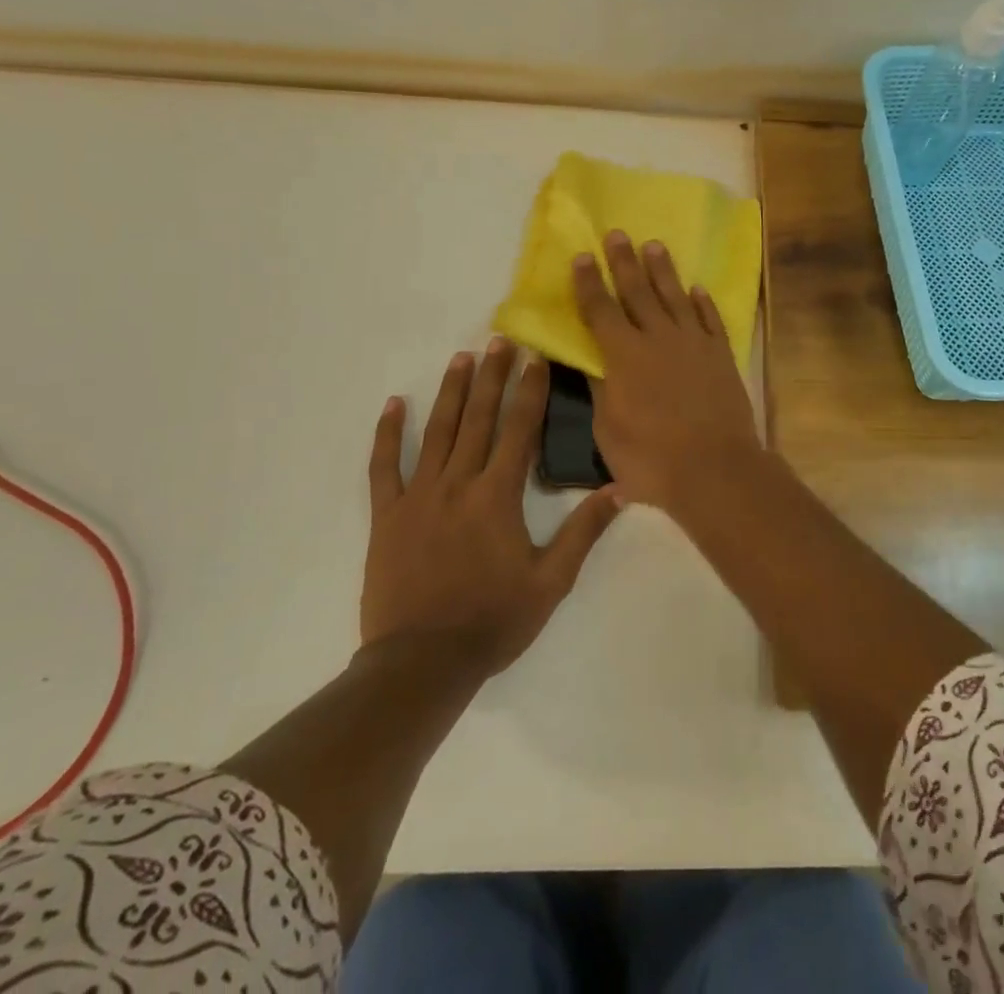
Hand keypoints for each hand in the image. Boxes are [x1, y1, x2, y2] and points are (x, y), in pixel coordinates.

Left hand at [362, 339, 619, 674]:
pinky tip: (395, 404)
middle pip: (479, 419)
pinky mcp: (387, 515)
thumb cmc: (493, 621)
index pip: (519, 430)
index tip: (535, 357)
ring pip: (437, 432)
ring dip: (451, 392)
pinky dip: (388, 434)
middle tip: (499, 339)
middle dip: (492, 376)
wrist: (422, 664)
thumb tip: (619, 489)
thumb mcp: (551, 582)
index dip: (529, 390)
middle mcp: (458, 484)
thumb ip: (583, 532)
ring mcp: (418, 496)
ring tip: (461, 357)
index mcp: (498, 496)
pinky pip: (384, 467)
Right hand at [572, 231, 765, 513]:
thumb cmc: (652, 459)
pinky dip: (703, 302)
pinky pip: (710, 319)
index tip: (581, 256)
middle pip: (638, 292)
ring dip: (663, 271)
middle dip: (624, 262)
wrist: (715, 469)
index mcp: (624, 356)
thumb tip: (592, 361)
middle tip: (617, 234)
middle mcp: (658, 339)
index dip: (588, 282)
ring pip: (676, 297)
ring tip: (654, 245)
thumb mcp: (609, 430)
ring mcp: (694, 344)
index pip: (600, 310)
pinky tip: (697, 289)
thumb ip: (601, 390)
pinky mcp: (721, 355)